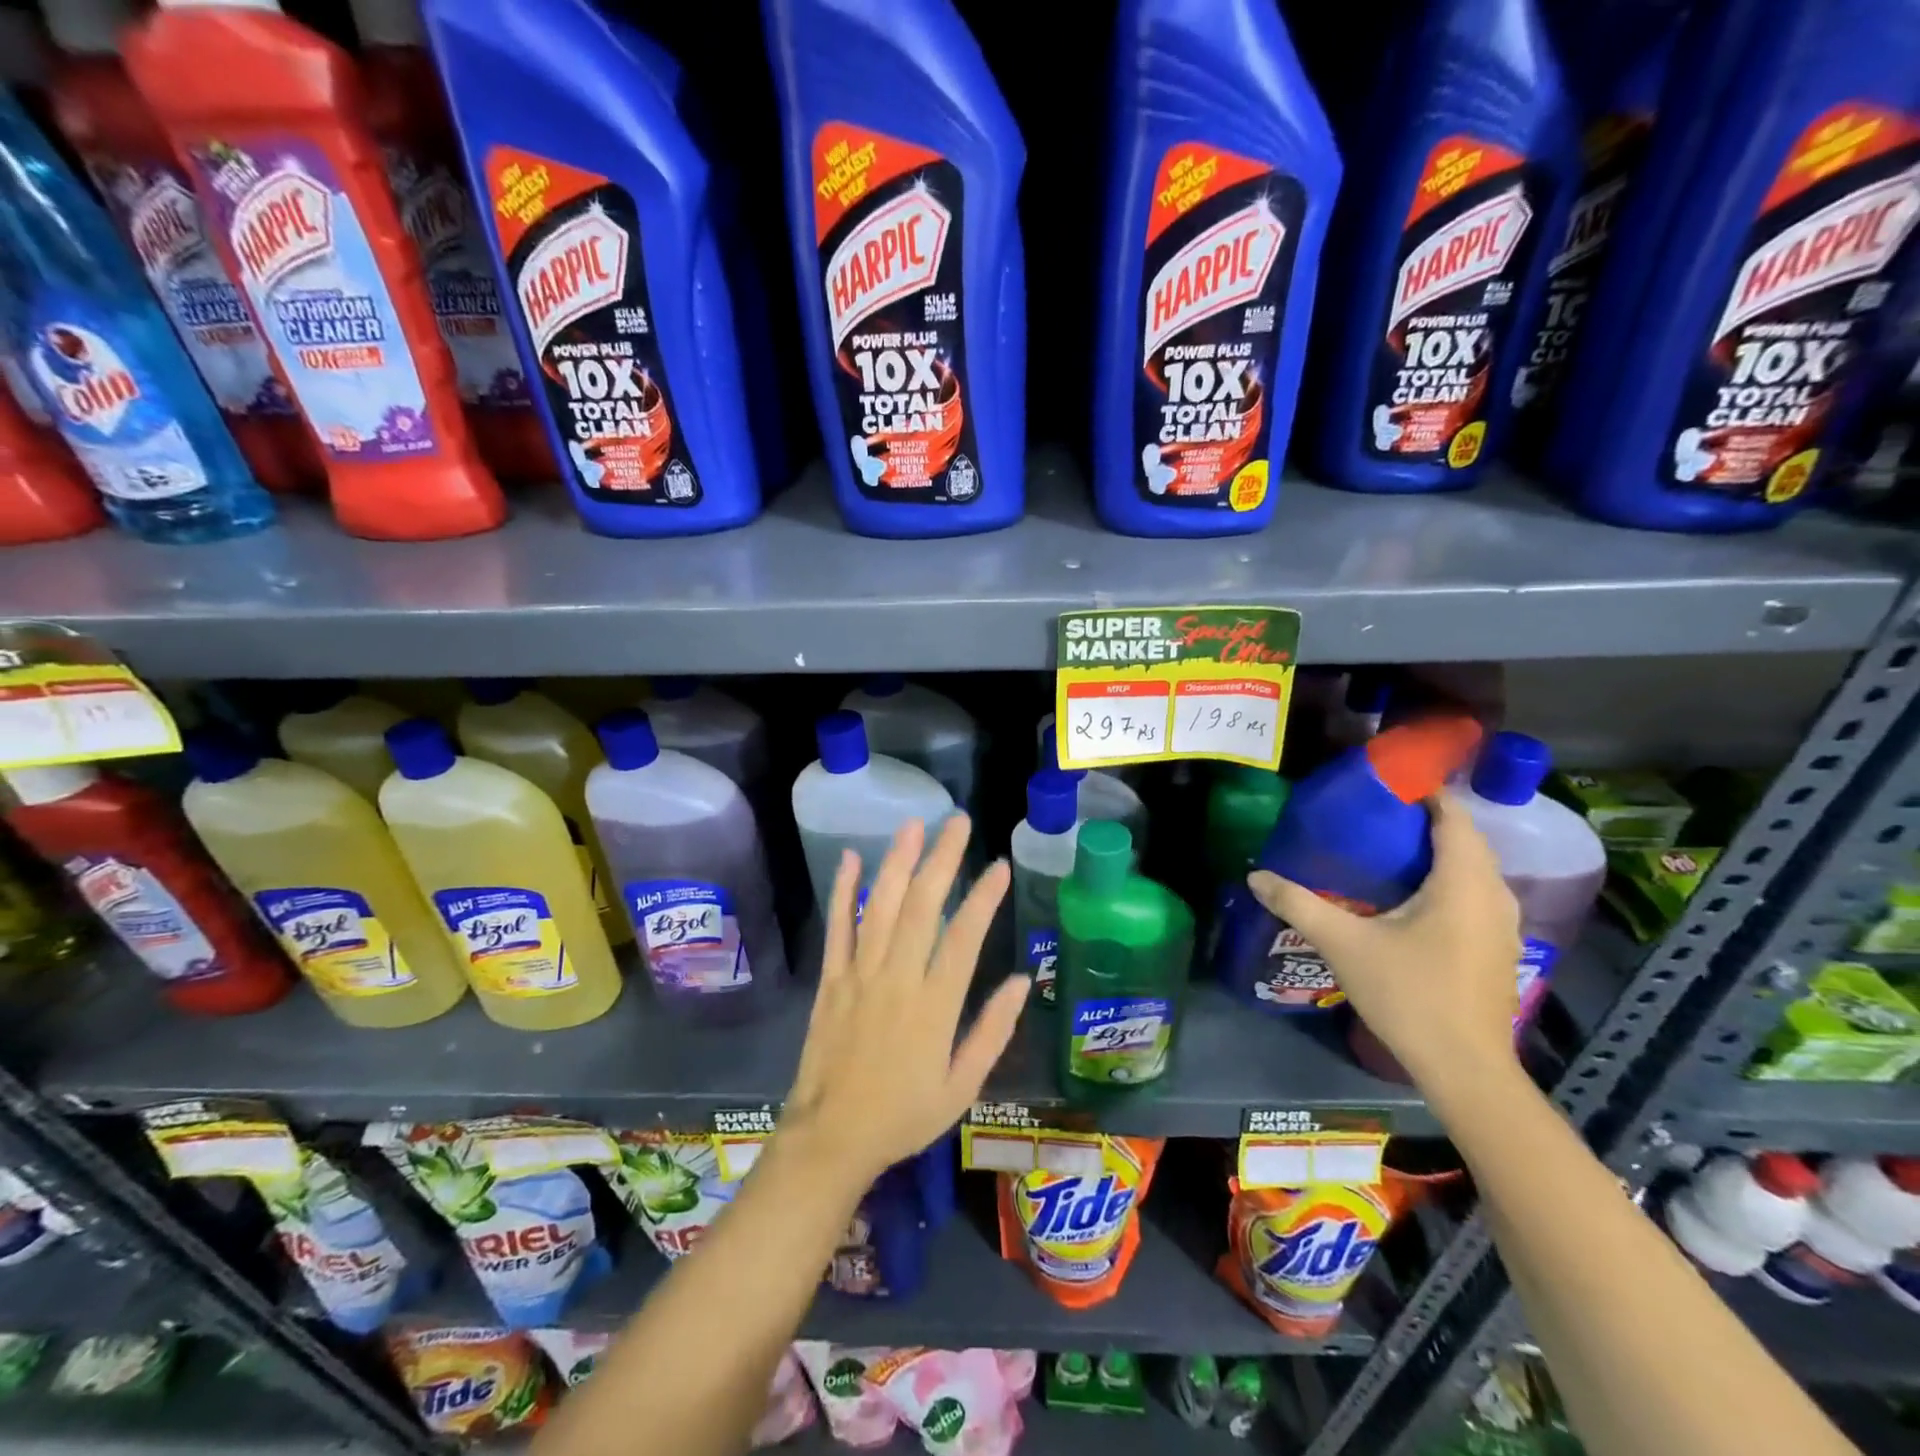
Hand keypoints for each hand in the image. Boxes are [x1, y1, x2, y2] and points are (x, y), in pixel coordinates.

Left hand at [780, 815, 1029, 1185]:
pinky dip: (844, 891)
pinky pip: (837, 927)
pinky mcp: (831, 978)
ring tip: (914, 826)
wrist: (831, 1137)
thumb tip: (1023, 981)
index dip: (984, 898)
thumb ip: (992, 1031)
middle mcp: (897, 978)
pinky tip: (852, 858)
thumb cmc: (904, 1115)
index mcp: (934, 1005)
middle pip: (921, 907)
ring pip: (880, 906)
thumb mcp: (962, 1086)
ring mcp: (859, 974)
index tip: (1000, 867)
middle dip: (942, 860)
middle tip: (957, 822)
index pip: (964, 936)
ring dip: (897, 862)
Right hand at [1247, 791, 1521, 1090]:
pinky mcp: (1499, 949)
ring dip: (1438, 854)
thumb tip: (1256, 875)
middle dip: (1424, 821)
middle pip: (1465, 840)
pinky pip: (1475, 896)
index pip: (1453, 816)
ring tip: (1387, 850)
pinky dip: (1447, 882)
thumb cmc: (1410, 995)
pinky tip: (1410, 899)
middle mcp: (1494, 895)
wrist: (1465, 1069)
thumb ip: (1298, 904)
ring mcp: (1503, 925)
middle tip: (1373, 815)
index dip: (1425, 792)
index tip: (1384, 782)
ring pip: (1473, 871)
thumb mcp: (1344, 945)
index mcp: (1463, 882)